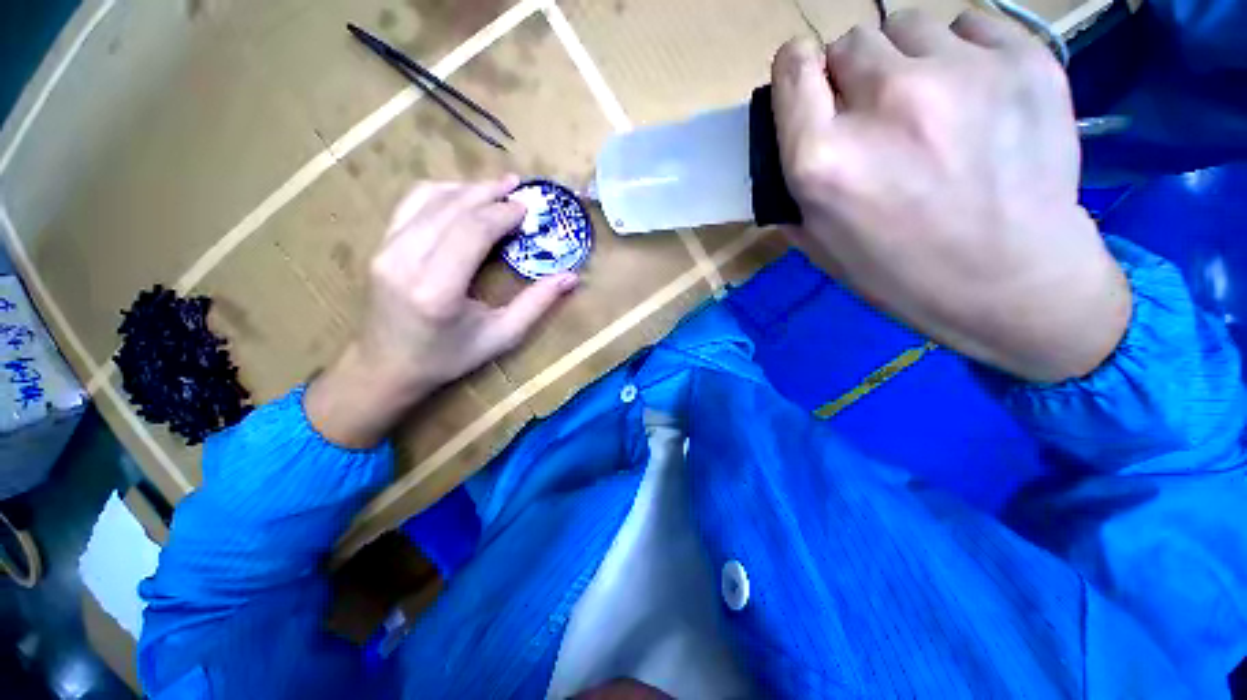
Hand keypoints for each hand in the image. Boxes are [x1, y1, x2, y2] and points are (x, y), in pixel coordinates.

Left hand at [306, 176, 577, 447]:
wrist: (386, 367)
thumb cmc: (448, 358)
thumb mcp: (501, 337)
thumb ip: (536, 305)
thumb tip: (570, 277)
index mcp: (438, 290)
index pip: (472, 231)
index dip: (502, 213)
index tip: (527, 208)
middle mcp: (405, 261)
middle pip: (452, 207)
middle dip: (489, 193)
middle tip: (518, 188)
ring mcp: (386, 249)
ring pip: (429, 197)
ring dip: (467, 188)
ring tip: (496, 187)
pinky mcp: (380, 245)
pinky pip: (411, 204)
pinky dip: (442, 193)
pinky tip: (463, 196)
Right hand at [772, 11, 1130, 382]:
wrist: (1012, 283)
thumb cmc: (900, 273)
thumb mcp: (820, 243)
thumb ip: (793, 186)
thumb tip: (787, 140)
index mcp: (822, 159)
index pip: (793, 67)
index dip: (799, 73)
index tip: (811, 90)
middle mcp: (884, 101)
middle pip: (850, 42)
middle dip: (852, 75)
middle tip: (875, 114)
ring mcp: (960, 72)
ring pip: (908, 26)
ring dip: (905, 60)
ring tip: (929, 105)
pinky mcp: (1024, 58)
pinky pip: (969, 25)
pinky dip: (961, 53)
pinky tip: (974, 97)